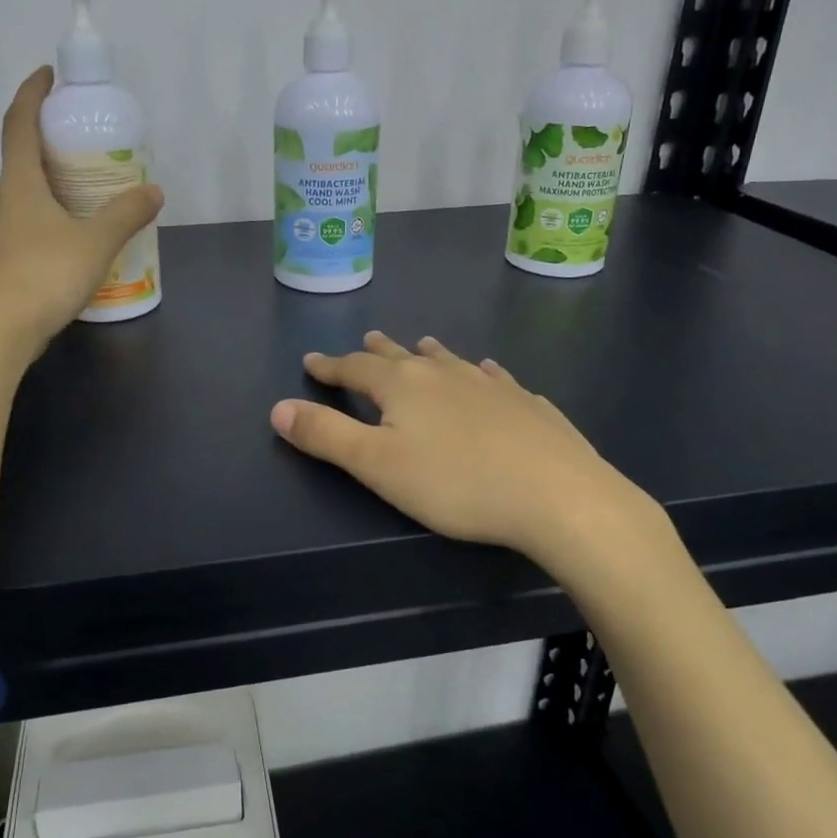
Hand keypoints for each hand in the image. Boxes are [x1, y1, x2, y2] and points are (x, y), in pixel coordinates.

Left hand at [0, 66, 162, 351]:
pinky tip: (68, 239)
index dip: (32, 94)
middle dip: (48, 146)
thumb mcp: (97, 241)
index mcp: (19, 183)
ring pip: (21, 197)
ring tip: (81, 197)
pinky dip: (44, 220)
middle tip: (82, 147)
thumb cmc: (47, 274)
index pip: (19, 124)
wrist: (3, 330)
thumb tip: (154, 191)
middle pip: (20, 160)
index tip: (48, 75)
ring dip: (46, 188)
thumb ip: (126, 214)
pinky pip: (22, 226)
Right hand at [270, 332, 679, 595]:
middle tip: (366, 342)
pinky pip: (495, 378)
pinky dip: (480, 373)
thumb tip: (279, 407)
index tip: (311, 361)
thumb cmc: (456, 484)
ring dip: (428, 354)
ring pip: (449, 360)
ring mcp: (490, 384)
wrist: (557, 495)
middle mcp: (444, 373)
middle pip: (401, 357)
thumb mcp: (376, 465)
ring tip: (422, 344)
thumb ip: (325, 435)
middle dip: (377, 352)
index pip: (354, 369)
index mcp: (402, 385)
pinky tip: (489, 372)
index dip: (330, 367)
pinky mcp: (526, 403)